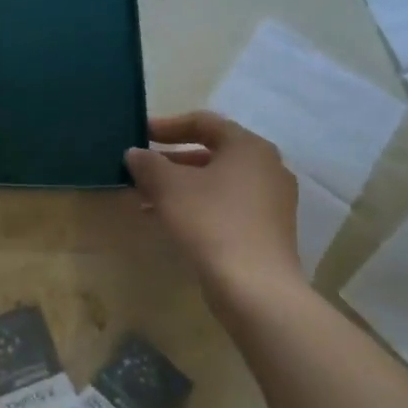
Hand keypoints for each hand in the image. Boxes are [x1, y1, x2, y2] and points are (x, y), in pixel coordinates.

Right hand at [125, 111, 301, 291]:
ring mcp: (272, 200)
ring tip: (147, 198)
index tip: (140, 134)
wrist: (254, 286)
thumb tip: (135, 154)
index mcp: (248, 147)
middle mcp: (267, 167)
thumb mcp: (168, 186)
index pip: (204, 122)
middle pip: (212, 152)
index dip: (167, 125)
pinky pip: (228, 204)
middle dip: (171, 160)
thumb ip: (148, 163)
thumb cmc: (210, 221)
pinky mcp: (269, 228)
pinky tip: (170, 219)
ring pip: (218, 181)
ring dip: (181, 185)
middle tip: (141, 168)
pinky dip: (199, 204)